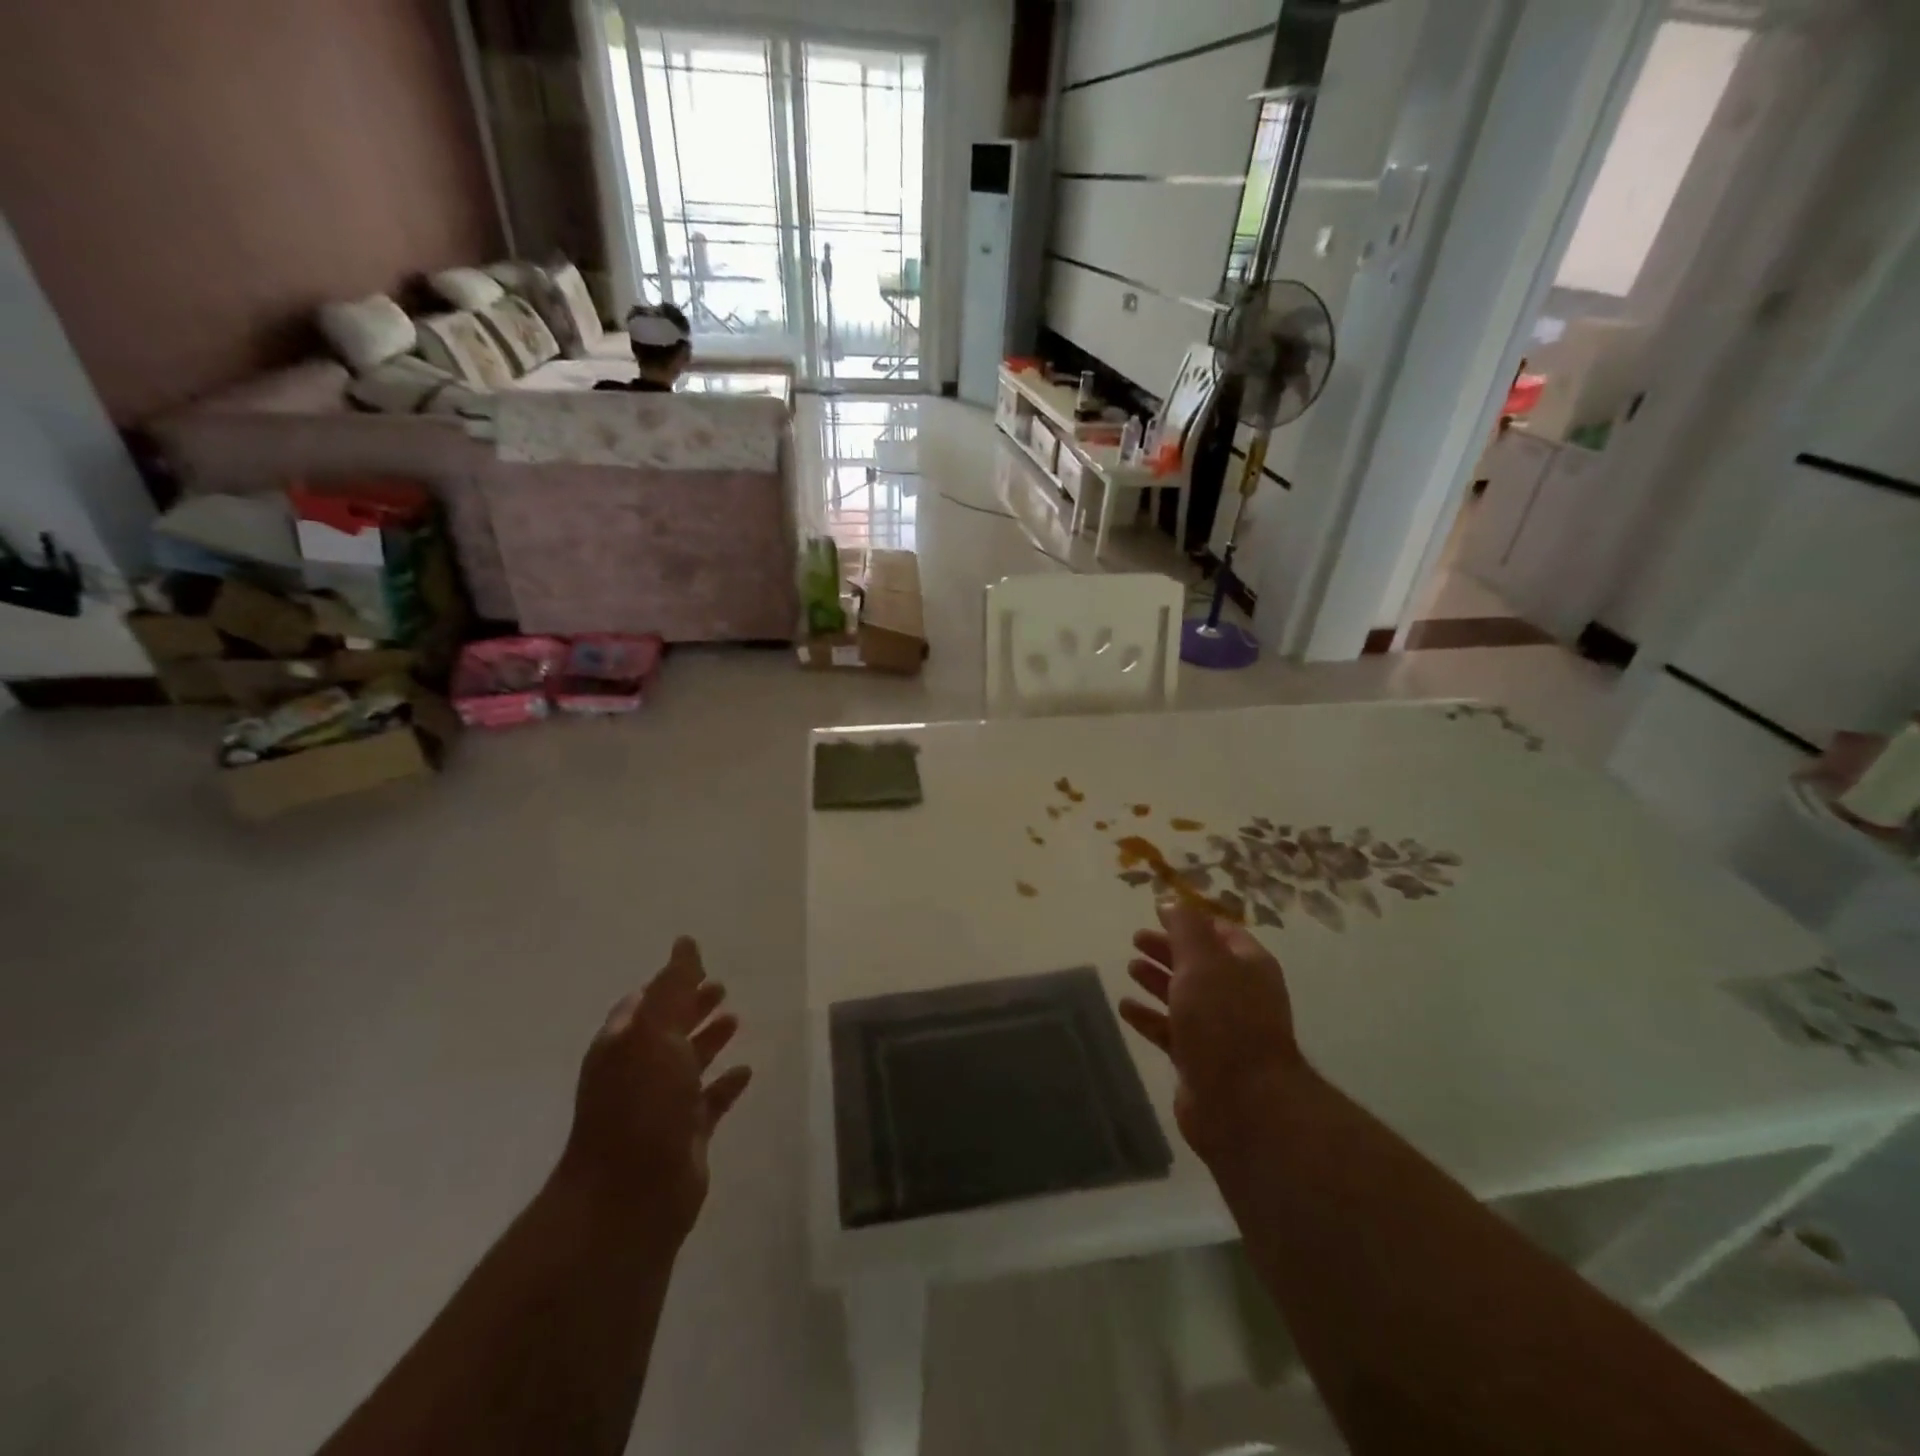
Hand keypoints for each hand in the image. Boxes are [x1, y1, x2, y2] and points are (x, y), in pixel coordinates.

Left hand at [557, 937, 752, 1239]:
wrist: (630, 1196)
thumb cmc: (640, 1104)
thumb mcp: (654, 1034)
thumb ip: (673, 987)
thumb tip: (684, 941)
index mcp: (623, 1044)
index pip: (646, 1003)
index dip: (670, 983)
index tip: (698, 966)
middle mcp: (639, 1071)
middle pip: (668, 1030)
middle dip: (692, 1007)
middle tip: (721, 988)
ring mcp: (662, 1105)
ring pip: (688, 1063)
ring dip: (709, 1040)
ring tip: (736, 1019)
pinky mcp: (686, 1135)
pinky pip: (710, 1101)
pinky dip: (725, 1084)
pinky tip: (746, 1072)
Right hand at [1119, 897, 1303, 1165]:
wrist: (1242, 1103)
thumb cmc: (1224, 1020)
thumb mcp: (1203, 961)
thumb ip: (1185, 928)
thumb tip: (1171, 902)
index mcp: (1248, 966)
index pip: (1220, 932)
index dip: (1191, 921)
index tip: (1159, 912)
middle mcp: (1237, 994)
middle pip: (1199, 963)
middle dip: (1169, 949)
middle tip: (1136, 938)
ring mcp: (1219, 1030)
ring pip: (1183, 996)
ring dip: (1157, 980)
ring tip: (1130, 967)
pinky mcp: (1199, 1060)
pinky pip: (1170, 1030)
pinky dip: (1149, 1017)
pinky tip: (1125, 1007)